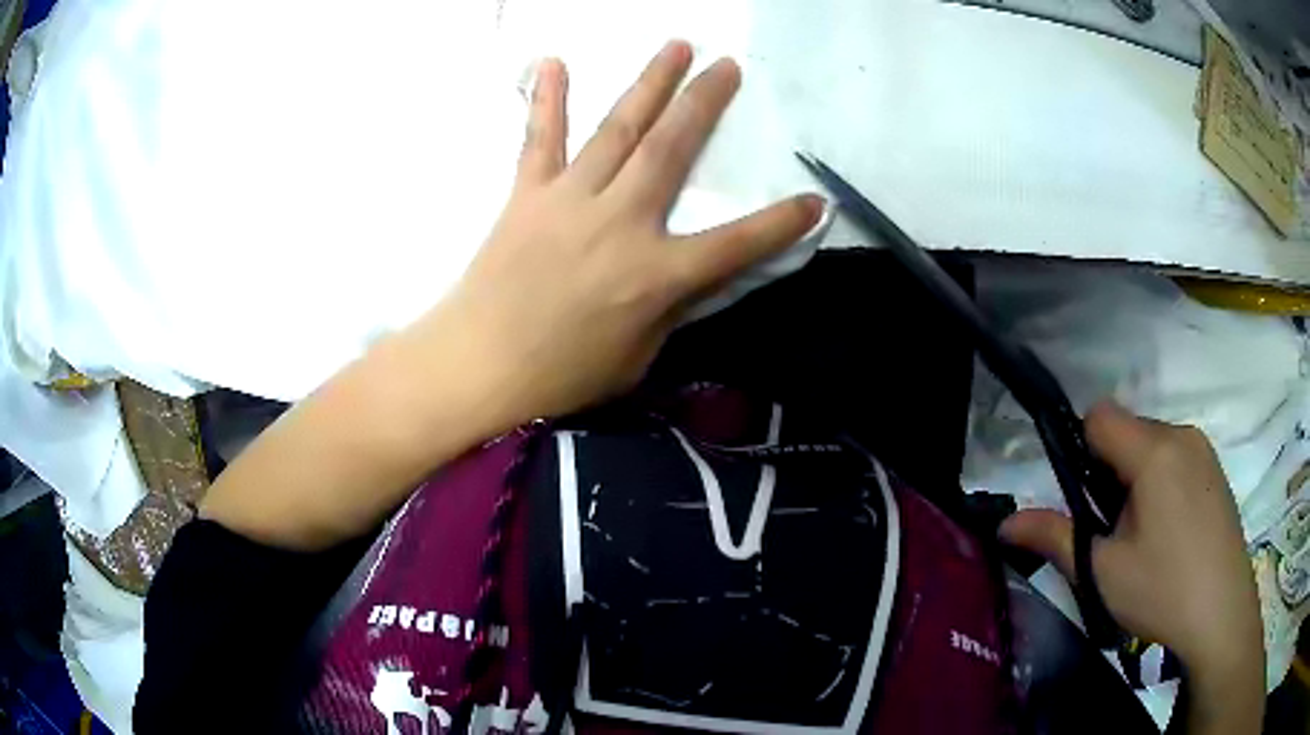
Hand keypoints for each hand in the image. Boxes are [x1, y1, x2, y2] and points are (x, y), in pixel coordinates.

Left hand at [420, 41, 822, 426]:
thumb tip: (693, 274)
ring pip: (619, 129)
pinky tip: (554, 62)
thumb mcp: (637, 356)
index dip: (781, 224)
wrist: (478, 364)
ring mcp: (570, 200)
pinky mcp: (528, 195)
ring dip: (650, 83)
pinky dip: (547, 99)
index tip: (815, 200)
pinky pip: (540, 139)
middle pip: (672, 150)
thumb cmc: (561, 375)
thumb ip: (671, 308)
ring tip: (676, 46)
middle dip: (706, 103)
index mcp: (655, 275)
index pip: (736, 244)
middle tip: (729, 65)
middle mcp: (619, 222)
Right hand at [1001, 402, 1263, 730]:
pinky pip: (1177, 458)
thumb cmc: (1162, 591)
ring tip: (1144, 537)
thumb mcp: (1103, 572)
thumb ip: (1054, 538)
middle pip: (1128, 431)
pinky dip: (1163, 483)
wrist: (1222, 613)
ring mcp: (1203, 449)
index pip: (1100, 416)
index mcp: (1153, 451)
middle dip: (1111, 471)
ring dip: (1138, 479)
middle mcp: (1181, 434)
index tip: (1086, 502)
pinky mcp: (1216, 469)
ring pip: (1153, 445)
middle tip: (1114, 531)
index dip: (1082, 451)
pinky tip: (1171, 534)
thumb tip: (1004, 524)